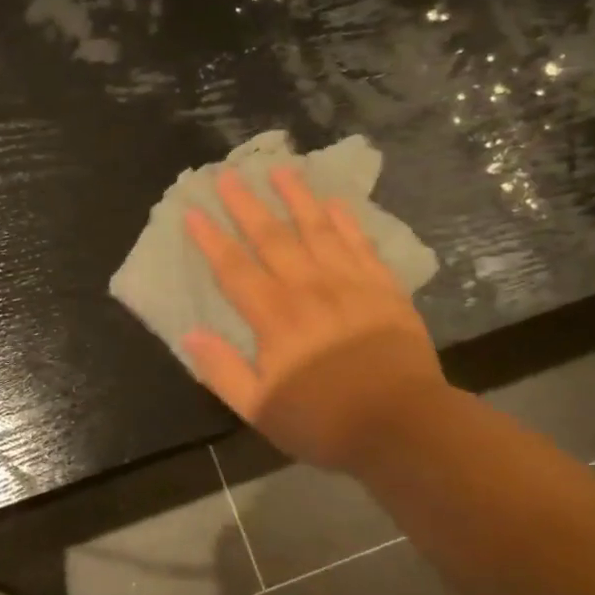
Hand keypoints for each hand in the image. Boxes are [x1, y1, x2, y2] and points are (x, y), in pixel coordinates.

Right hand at [182, 167, 443, 469]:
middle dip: (247, 204)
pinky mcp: (383, 288)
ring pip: (317, 229)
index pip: (234, 268)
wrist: (404, 426)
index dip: (211, 239)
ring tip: (280, 169)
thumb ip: (222, 371)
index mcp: (275, 317)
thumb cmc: (326, 422)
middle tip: (228, 174)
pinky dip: (346, 220)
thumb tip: (190, 332)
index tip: (193, 210)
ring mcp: (350, 283)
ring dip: (296, 197)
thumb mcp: (261, 409)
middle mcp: (309, 288)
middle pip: (272, 237)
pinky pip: (361, 244)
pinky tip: (334, 201)